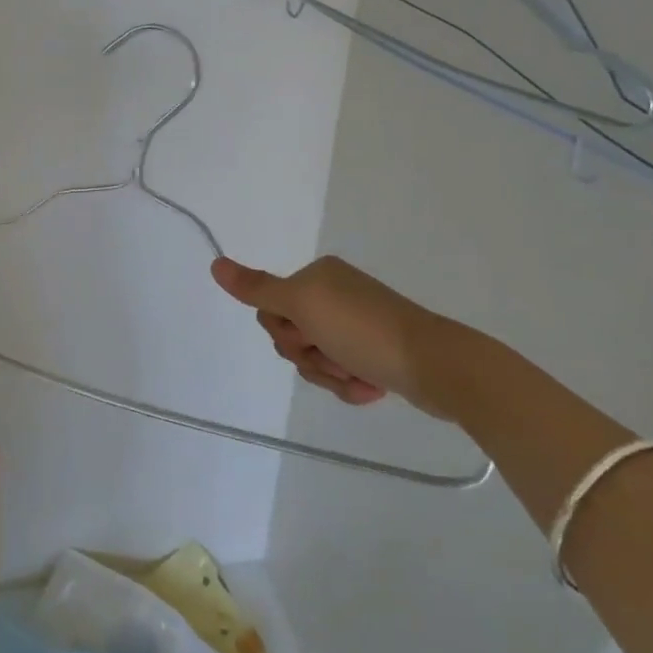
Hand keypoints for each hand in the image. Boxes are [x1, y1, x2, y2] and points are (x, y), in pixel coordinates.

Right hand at [210, 255, 465, 421]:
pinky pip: (341, 372)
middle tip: (334, 355)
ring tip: (359, 376)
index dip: (285, 331)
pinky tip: (371, 388)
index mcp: (317, 277)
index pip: (271, 308)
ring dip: (330, 374)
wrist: (437, 366)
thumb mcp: (302, 305)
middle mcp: (334, 295)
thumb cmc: (364, 330)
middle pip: (290, 335)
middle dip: (308, 355)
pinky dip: (350, 384)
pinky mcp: (375, 353)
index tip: (309, 335)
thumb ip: (257, 288)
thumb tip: (215, 264)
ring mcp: (356, 325)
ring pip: (314, 359)